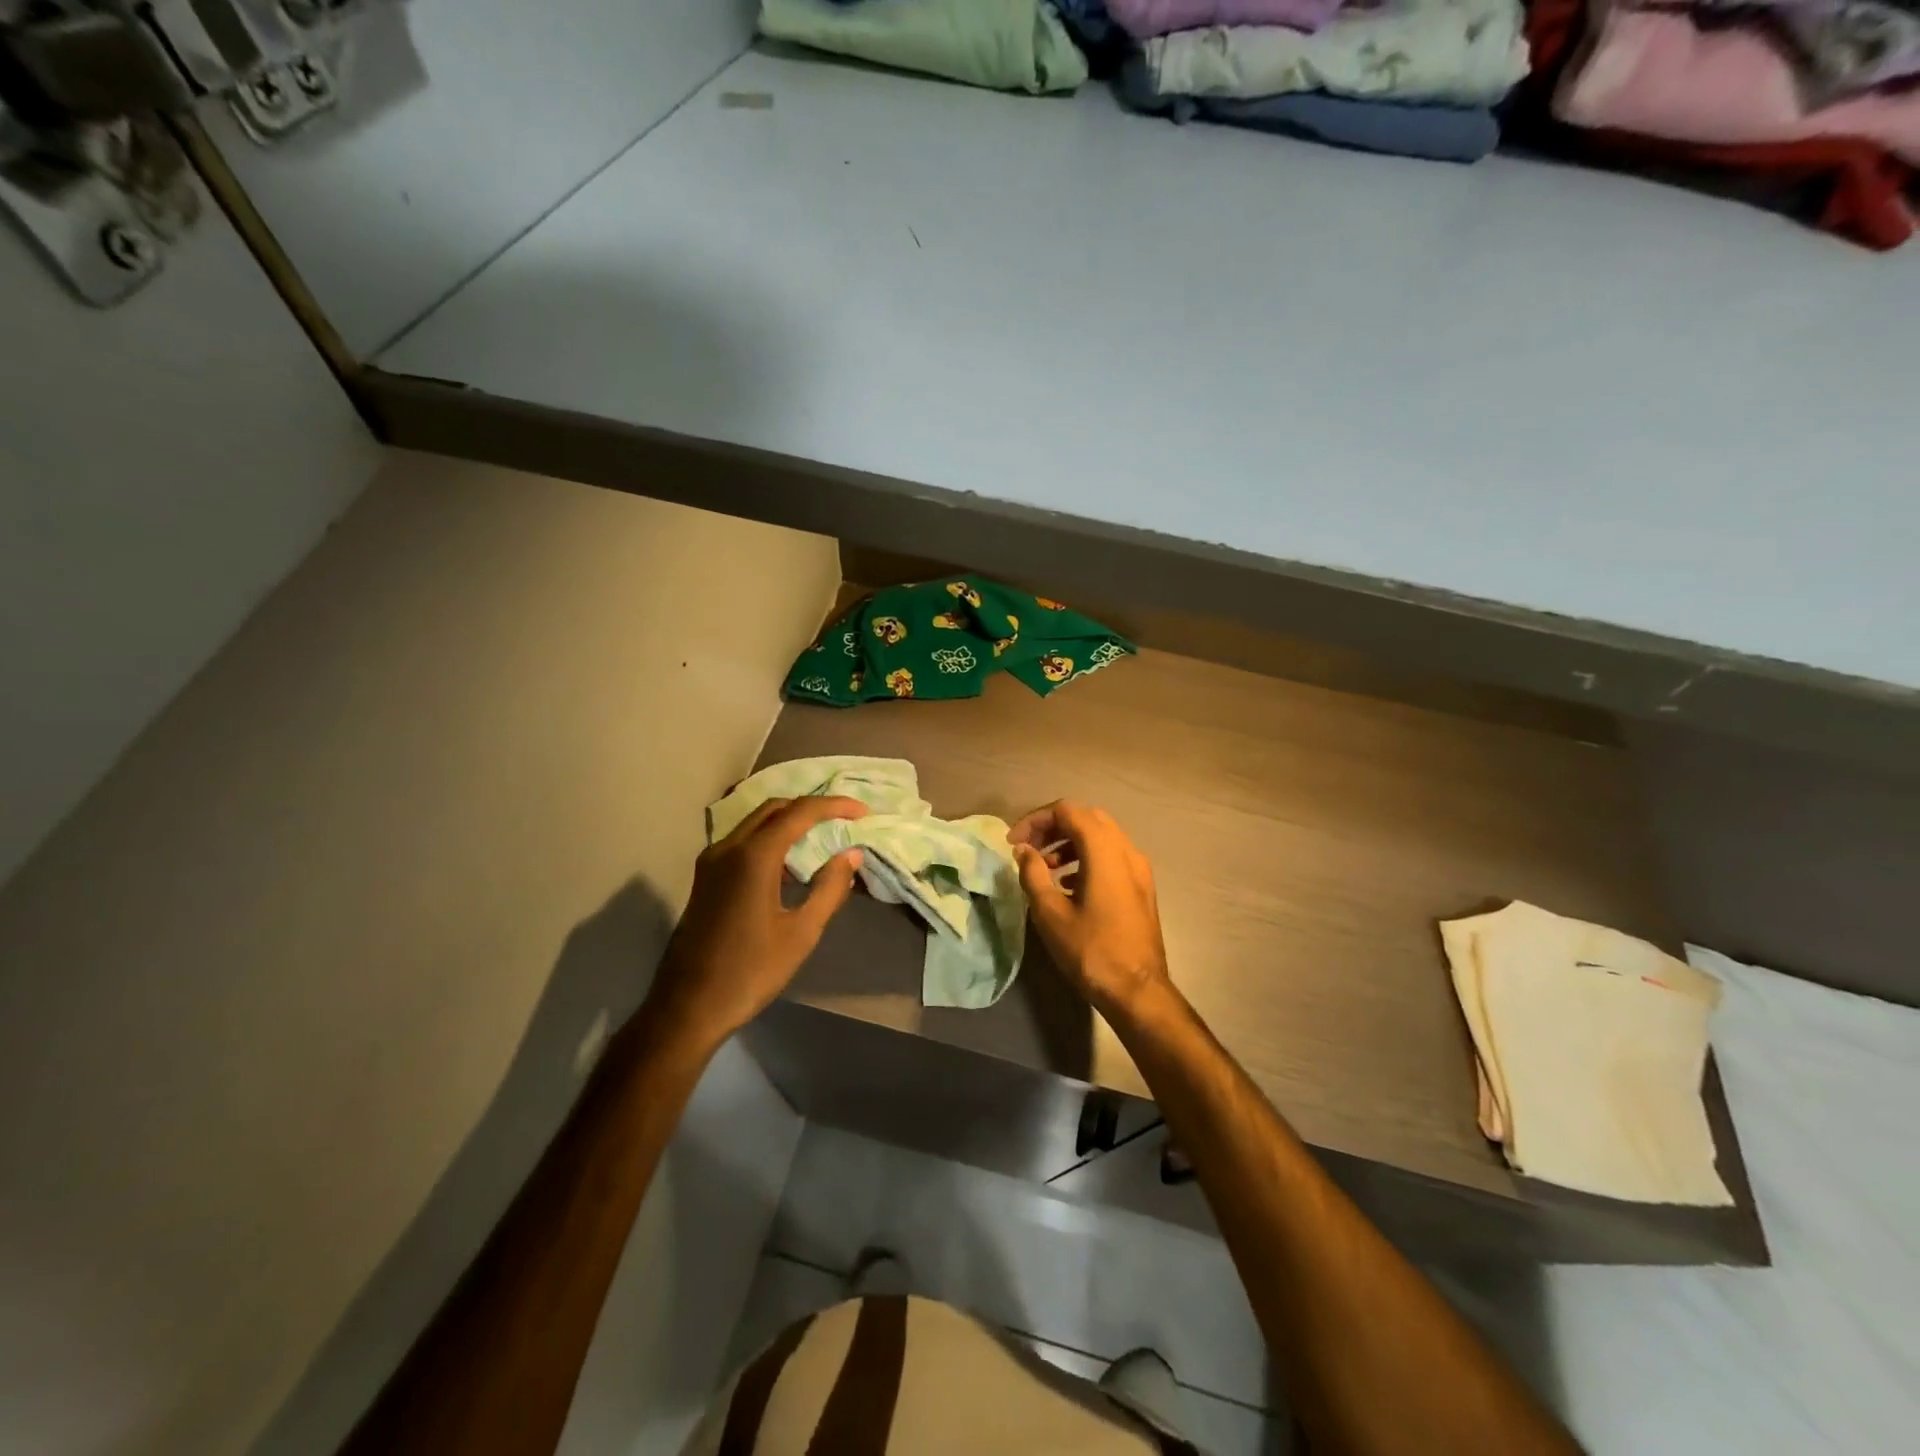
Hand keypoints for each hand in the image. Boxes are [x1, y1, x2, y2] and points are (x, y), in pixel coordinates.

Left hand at [644, 796, 867, 1054]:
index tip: (862, 812)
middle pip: (774, 809)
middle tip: (843, 819)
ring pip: (756, 823)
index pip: (799, 813)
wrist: (688, 1007)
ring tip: (822, 836)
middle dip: (811, 807)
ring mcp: (711, 862)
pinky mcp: (705, 878)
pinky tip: (790, 863)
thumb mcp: (801, 933)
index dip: (834, 806)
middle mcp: (727, 848)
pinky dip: (771, 839)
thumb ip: (830, 888)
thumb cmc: (750, 972)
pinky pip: (743, 841)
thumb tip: (851, 855)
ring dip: (789, 821)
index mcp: (752, 857)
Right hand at [1011, 800, 1174, 1022]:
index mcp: (1104, 850)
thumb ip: (1033, 873)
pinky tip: (1069, 883)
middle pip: (1086, 818)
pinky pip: (1112, 856)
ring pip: (1102, 836)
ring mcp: (1139, 868)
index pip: (1067, 811)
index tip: (1014, 843)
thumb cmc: (1090, 950)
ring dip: (1070, 842)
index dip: (1035, 820)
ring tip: (1045, 866)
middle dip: (1053, 827)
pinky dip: (1087, 858)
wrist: (1138, 990)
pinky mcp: (1142, 887)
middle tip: (1029, 849)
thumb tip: (1024, 850)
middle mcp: (1126, 850)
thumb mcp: (1050, 912)